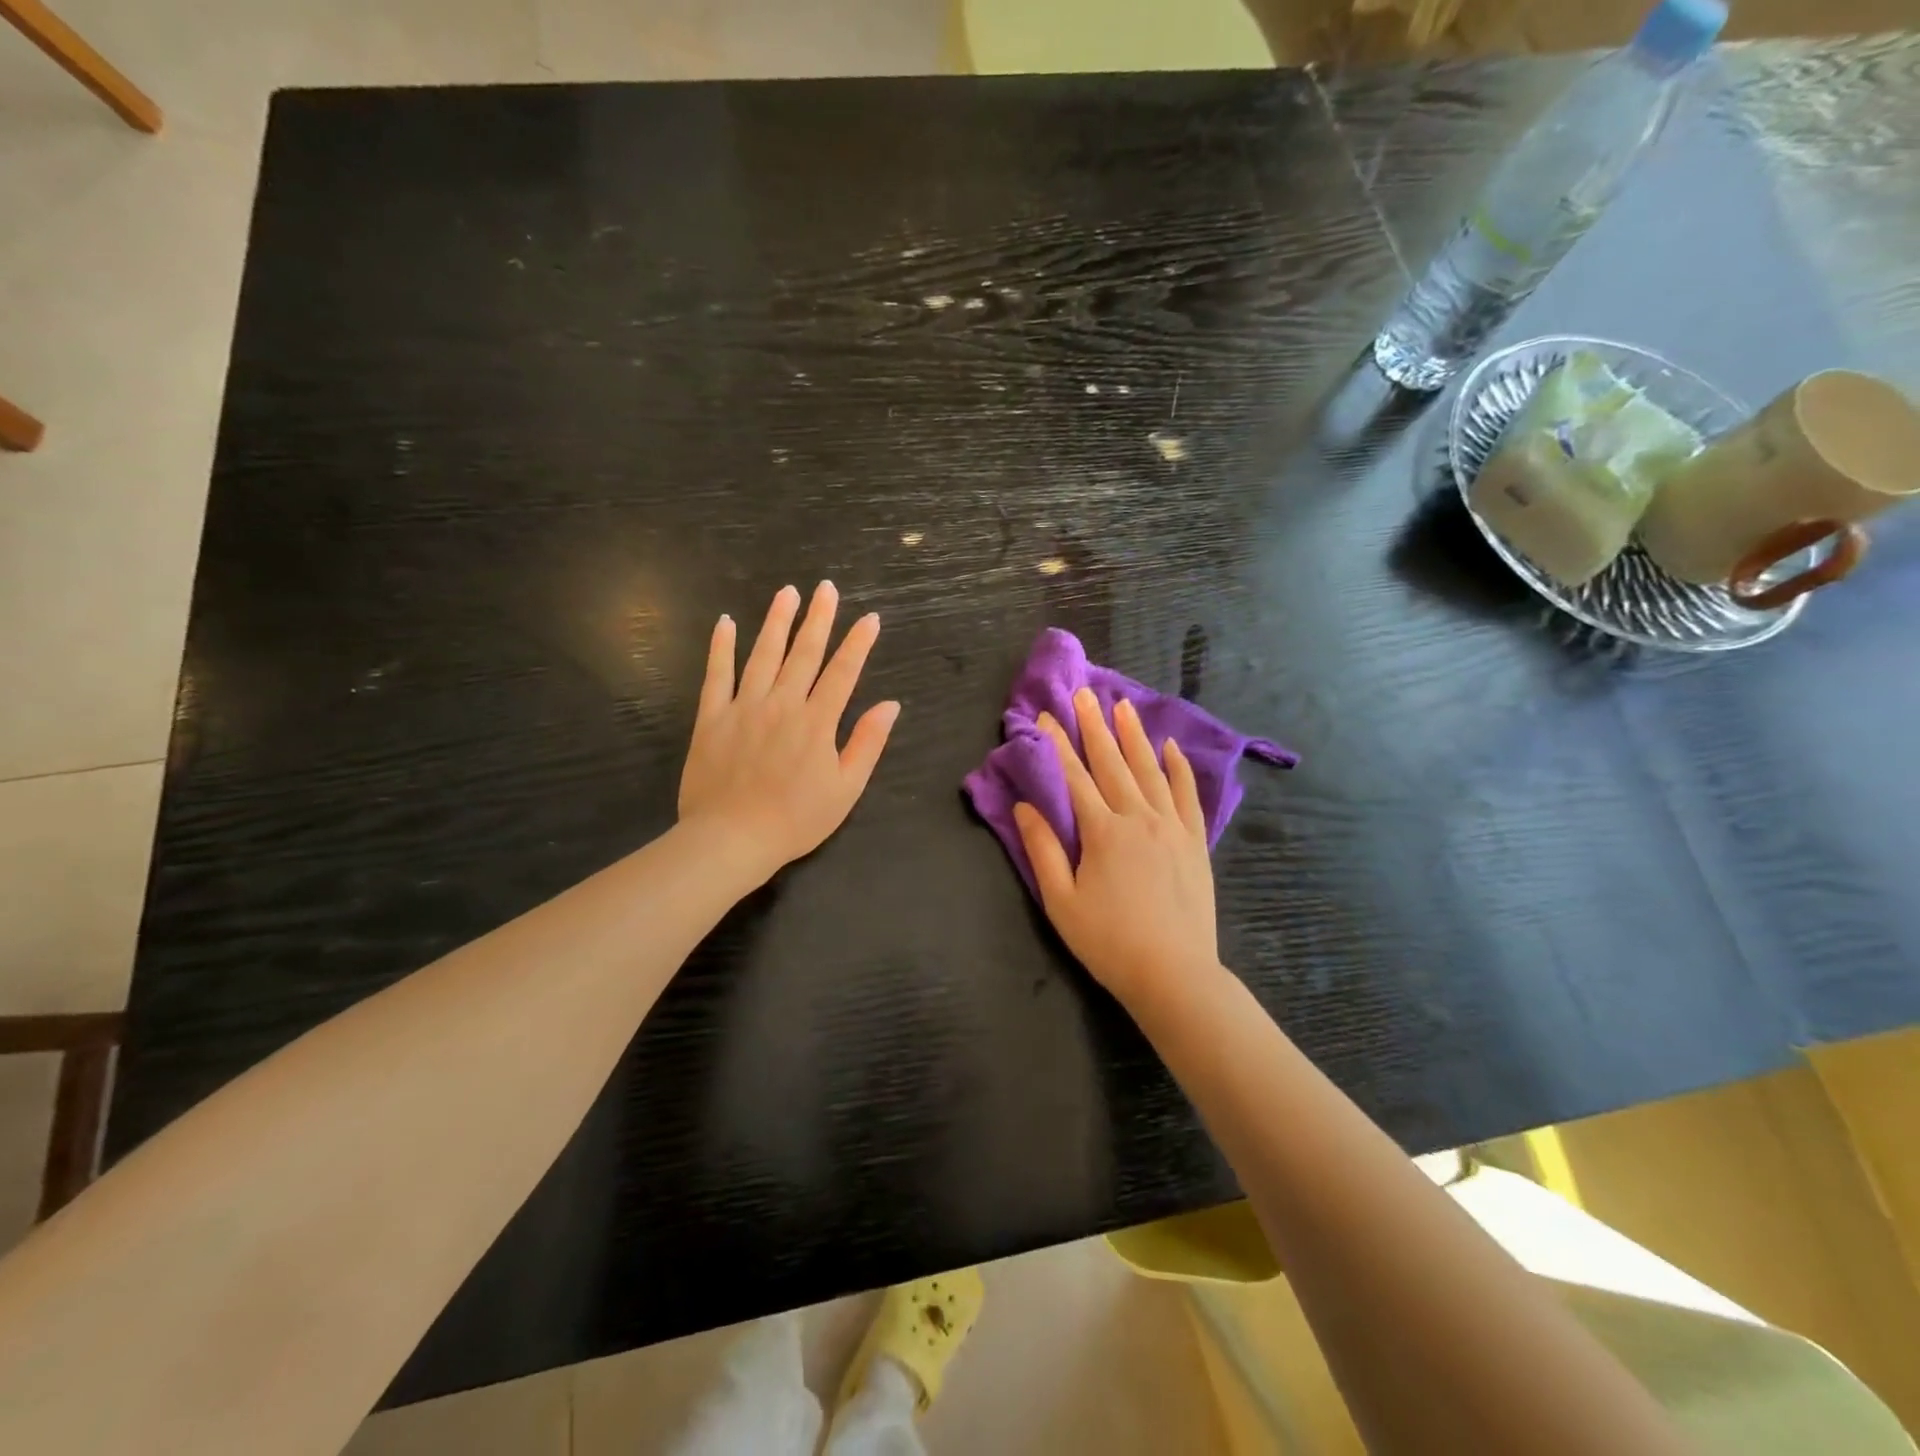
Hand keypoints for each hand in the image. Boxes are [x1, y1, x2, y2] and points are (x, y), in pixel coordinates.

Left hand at [678, 582, 899, 887]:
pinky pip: (716, 674)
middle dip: (819, 618)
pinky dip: (721, 647)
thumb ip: (867, 743)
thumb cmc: (796, 819)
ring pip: (763, 654)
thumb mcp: (846, 789)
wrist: (732, 839)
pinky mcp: (712, 717)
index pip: (843, 672)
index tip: (870, 618)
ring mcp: (744, 706)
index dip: (858, 643)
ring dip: (776, 621)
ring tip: (787, 592)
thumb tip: (890, 705)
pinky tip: (725, 622)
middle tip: (826, 588)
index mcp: (817, 722)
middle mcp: (782, 704)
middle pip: (804, 653)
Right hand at [1013, 689, 1221, 1011]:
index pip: (1074, 778)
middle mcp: (1138, 818)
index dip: (1057, 746)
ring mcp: (1172, 826)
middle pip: (1112, 763)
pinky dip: (1178, 768)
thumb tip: (1025, 806)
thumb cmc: (1109, 942)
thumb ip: (1042, 850)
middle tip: (1083, 694)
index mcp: (1102, 832)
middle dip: (1094, 727)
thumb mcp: (1061, 901)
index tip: (1044, 717)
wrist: (1174, 974)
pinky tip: (1170, 747)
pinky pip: (1186, 794)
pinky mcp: (1194, 841)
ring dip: (1133, 736)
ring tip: (1122, 705)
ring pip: (1149, 770)